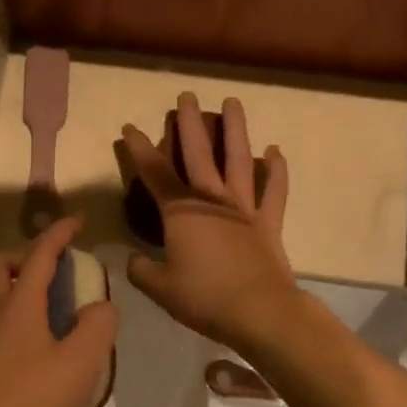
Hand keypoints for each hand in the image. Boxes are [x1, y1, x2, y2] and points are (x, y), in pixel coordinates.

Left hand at [0, 218, 116, 406]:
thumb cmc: (34, 398)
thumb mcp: (81, 361)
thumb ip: (98, 326)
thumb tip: (100, 306)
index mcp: (19, 303)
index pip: (39, 255)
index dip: (59, 234)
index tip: (77, 221)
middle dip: (26, 256)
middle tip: (54, 269)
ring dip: (19, 287)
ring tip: (54, 308)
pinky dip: (17, 317)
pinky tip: (41, 345)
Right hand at [120, 94, 297, 352]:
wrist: (260, 312)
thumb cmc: (204, 297)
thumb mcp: (160, 288)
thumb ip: (142, 270)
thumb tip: (133, 260)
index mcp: (180, 212)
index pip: (154, 173)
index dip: (139, 148)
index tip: (129, 127)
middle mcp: (211, 200)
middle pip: (198, 153)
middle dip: (189, 123)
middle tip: (186, 95)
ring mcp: (243, 208)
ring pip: (238, 160)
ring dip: (235, 129)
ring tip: (232, 102)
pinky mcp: (268, 222)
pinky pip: (274, 191)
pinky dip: (276, 170)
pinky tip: (274, 151)